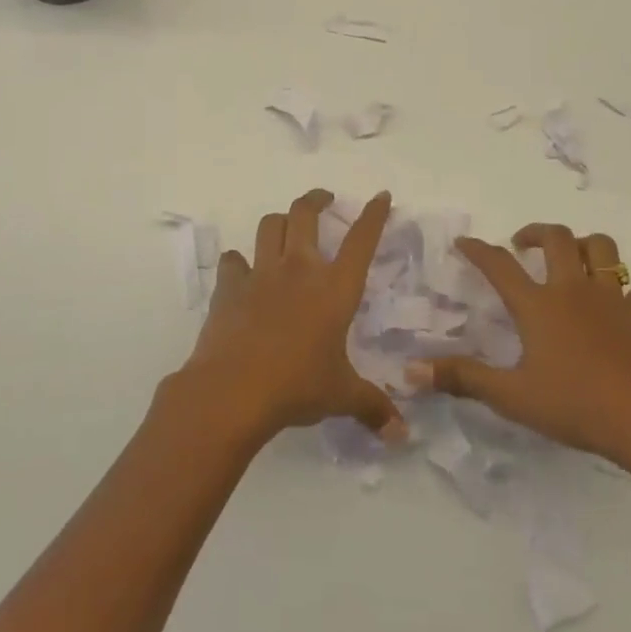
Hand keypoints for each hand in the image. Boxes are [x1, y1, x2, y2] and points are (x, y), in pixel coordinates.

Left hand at [175, 189, 405, 449]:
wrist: (233, 390)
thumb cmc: (297, 386)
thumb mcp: (341, 396)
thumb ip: (373, 407)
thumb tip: (401, 435)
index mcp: (334, 288)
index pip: (361, 240)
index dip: (373, 215)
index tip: (380, 196)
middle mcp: (299, 269)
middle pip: (305, 214)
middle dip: (317, 199)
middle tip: (324, 198)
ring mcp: (261, 273)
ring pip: (269, 226)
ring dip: (279, 221)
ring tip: (285, 227)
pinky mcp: (229, 286)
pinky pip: (233, 260)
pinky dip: (239, 262)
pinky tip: (241, 272)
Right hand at [407, 224, 630, 475]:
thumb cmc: (578, 407)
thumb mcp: (513, 397)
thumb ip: (463, 379)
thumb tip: (411, 369)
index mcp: (539, 305)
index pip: (500, 265)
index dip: (479, 250)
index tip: (465, 242)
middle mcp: (575, 290)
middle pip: (556, 239)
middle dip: (535, 232)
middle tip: (522, 242)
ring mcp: (615, 299)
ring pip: (602, 249)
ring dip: (583, 245)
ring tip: (572, 258)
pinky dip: (623, 292)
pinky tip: (619, 310)